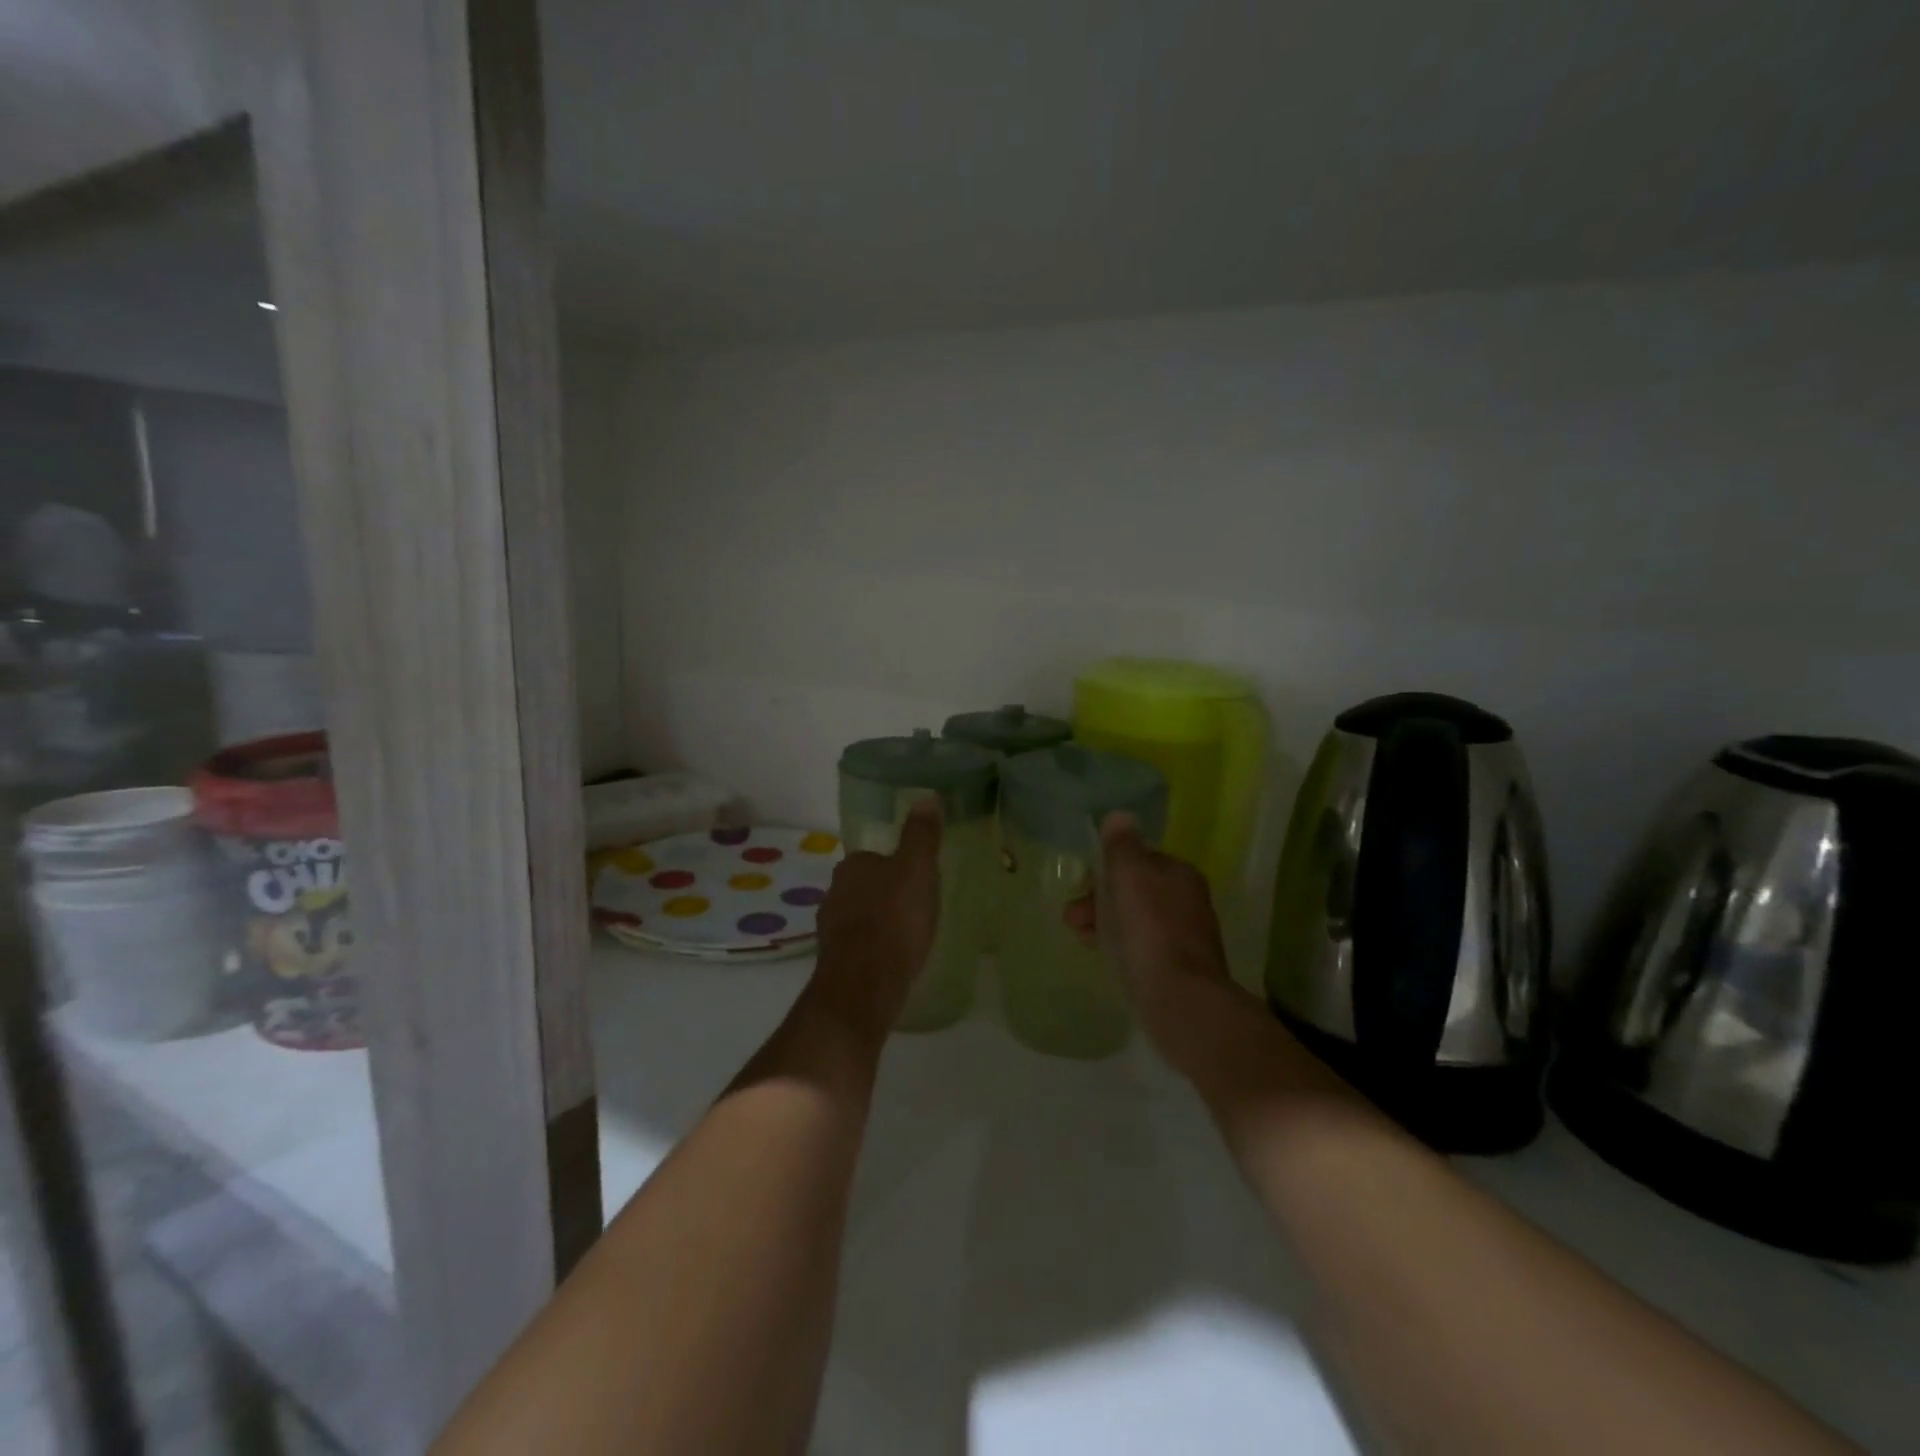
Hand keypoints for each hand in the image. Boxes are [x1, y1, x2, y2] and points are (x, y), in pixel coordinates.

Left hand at [807, 797, 942, 1041]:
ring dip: (879, 922)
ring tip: (909, 936)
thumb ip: (921, 836)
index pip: (876, 856)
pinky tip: (893, 960)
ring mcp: (830, 927)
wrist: (863, 986)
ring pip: (860, 915)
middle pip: (867, 885)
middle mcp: (834, 891)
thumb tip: (926, 797)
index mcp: (852, 865)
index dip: (899, 867)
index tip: (920, 882)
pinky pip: (859, 944)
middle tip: (919, 908)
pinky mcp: (834, 960)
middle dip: (888, 894)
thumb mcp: (917, 871)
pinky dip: (874, 947)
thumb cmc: (894, 921)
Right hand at [1064, 812, 1237, 1065]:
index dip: (1106, 869)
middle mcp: (1189, 900)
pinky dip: (1121, 946)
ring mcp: (1187, 937)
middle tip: (1071, 917)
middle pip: (1136, 890)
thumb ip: (1121, 845)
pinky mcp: (1180, 969)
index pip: (1139, 859)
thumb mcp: (1129, 876)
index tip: (1081, 884)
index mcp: (1180, 873)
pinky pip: (1143, 947)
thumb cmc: (1149, 930)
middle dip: (1100, 899)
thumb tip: (1119, 815)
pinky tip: (1106, 958)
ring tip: (1080, 937)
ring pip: (1137, 919)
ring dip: (1106, 923)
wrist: (1180, 999)